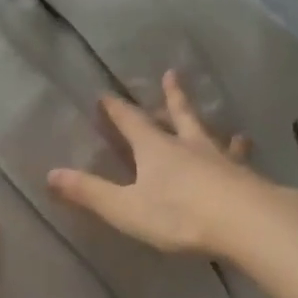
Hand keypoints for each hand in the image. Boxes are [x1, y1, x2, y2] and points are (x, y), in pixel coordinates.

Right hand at [47, 70, 263, 256]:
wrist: (246, 223)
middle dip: (171, 97)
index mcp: (155, 150)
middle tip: (171, 75)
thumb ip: (90, 193)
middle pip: (178, 115)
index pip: (132, 122)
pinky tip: (247, 150)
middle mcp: (188, 146)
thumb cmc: (179, 214)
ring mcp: (221, 160)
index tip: (107, 94)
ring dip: (208, 124)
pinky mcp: (246, 177)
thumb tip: (50, 174)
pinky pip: (239, 158)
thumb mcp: (125, 208)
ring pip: (211, 134)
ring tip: (216, 119)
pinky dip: (240, 152)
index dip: (117, 110)